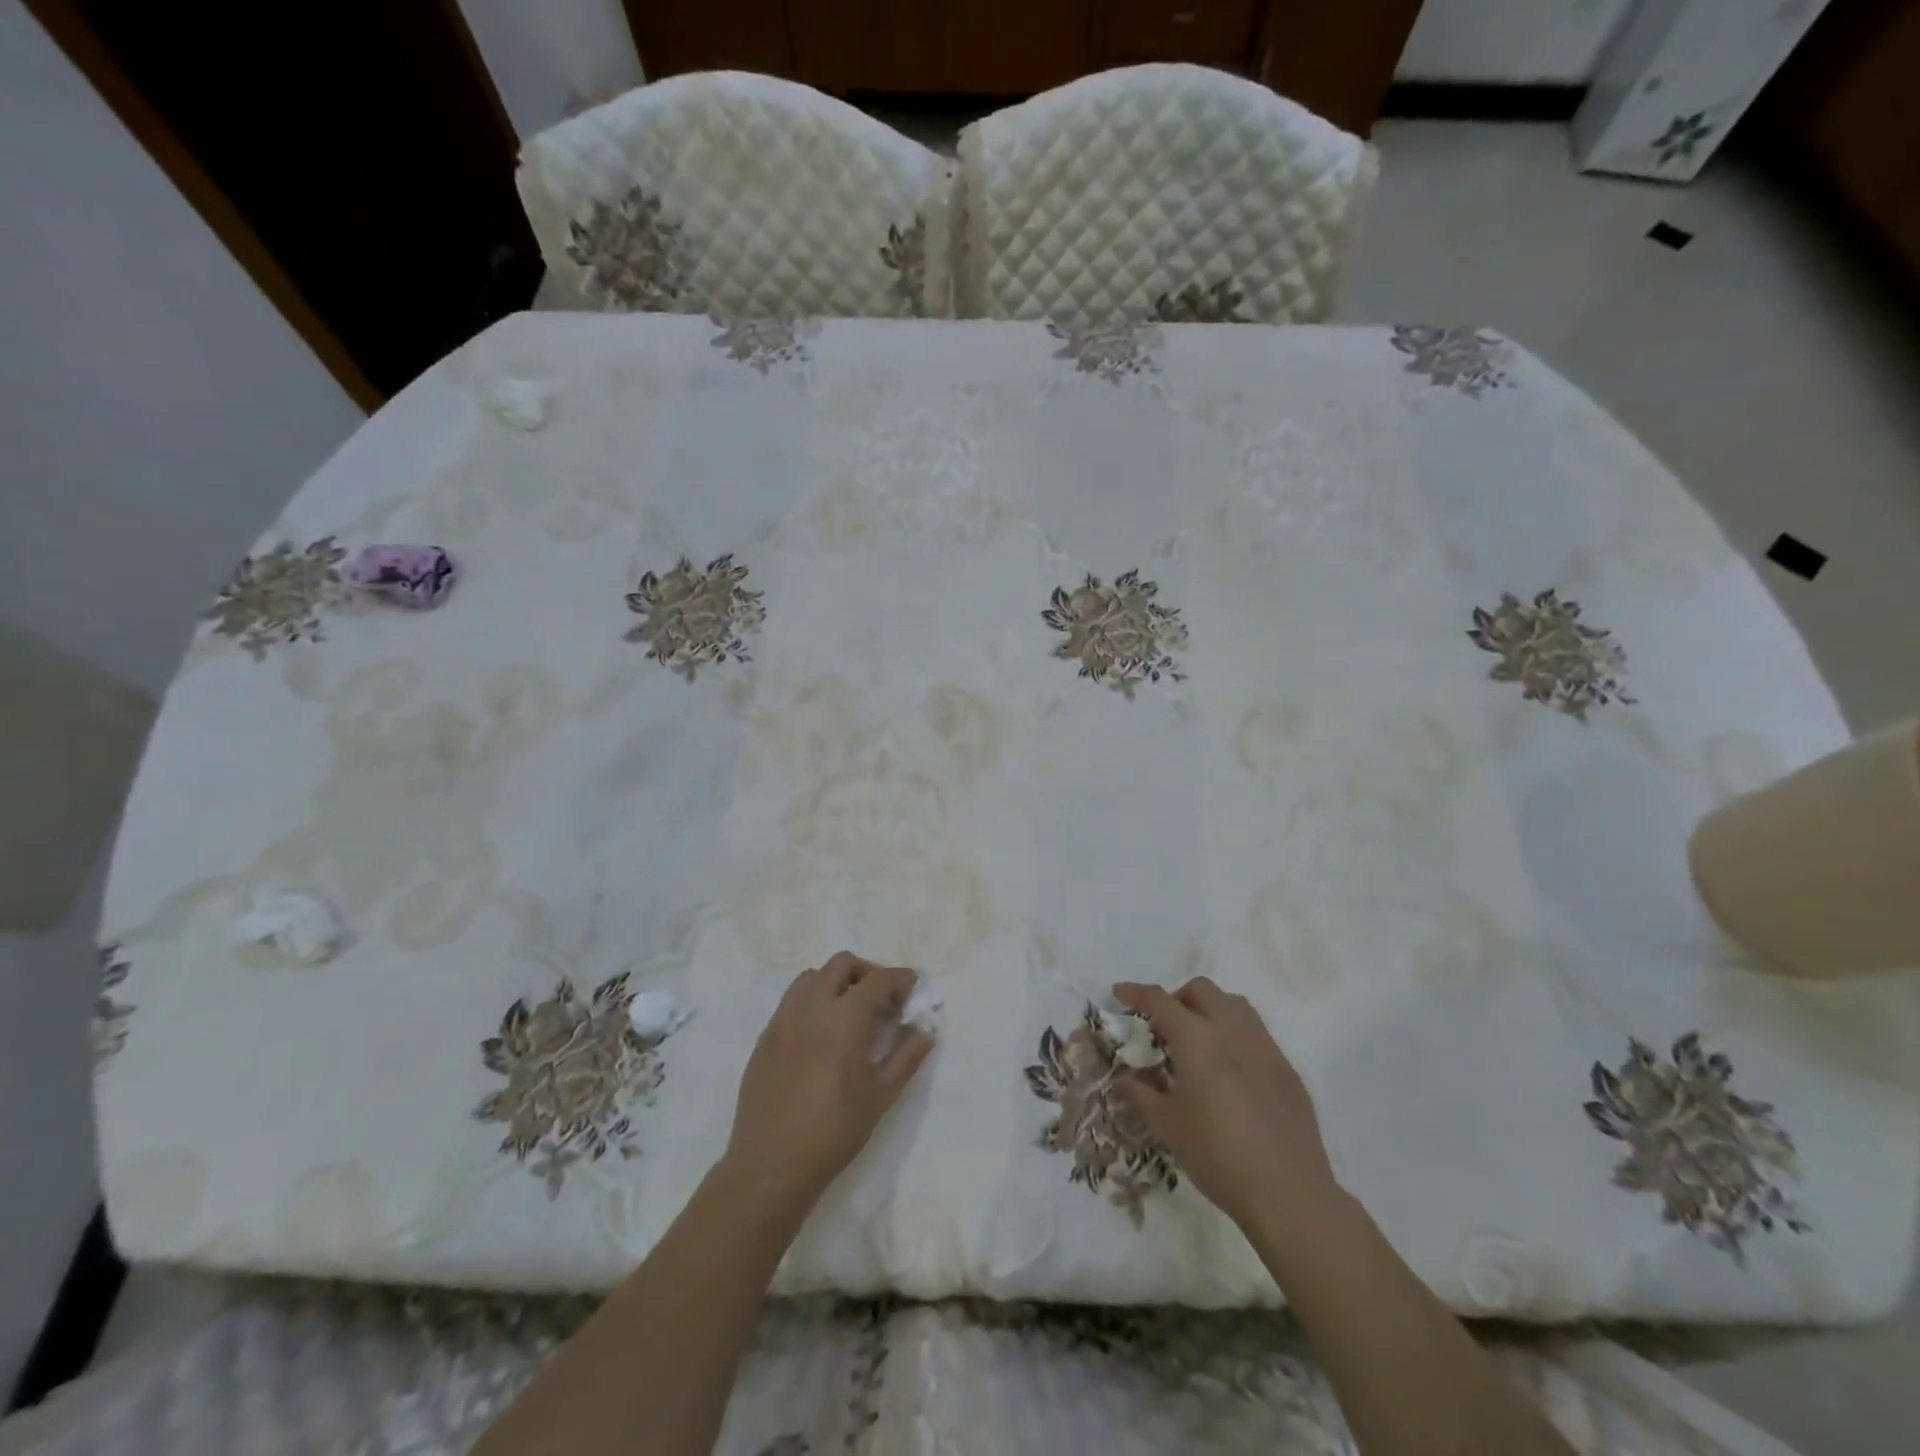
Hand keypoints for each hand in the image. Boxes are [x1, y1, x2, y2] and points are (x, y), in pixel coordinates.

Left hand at [723, 953, 933, 1209]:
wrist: (771, 1165)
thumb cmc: (834, 1130)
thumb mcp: (881, 1095)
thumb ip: (906, 1056)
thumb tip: (925, 1032)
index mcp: (843, 1017)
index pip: (877, 980)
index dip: (899, 978)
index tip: (912, 986)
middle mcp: (810, 1007)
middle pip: (841, 965)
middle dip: (867, 972)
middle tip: (882, 998)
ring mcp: (782, 1020)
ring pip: (811, 977)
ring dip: (835, 982)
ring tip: (850, 1011)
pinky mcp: (764, 1038)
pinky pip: (791, 1002)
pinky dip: (812, 1002)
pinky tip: (821, 1034)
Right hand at [1112, 977, 1336, 1228]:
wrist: (1288, 1194)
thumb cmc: (1218, 1156)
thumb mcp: (1169, 1127)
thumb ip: (1141, 1096)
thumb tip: (1121, 1081)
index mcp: (1198, 1040)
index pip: (1161, 1001)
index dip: (1137, 993)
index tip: (1120, 992)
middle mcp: (1232, 1032)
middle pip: (1202, 990)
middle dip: (1178, 997)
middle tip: (1164, 1026)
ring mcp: (1265, 1048)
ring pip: (1235, 1005)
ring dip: (1211, 1009)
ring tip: (1198, 1041)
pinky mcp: (1288, 1070)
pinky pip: (1257, 1034)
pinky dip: (1235, 1035)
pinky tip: (1230, 1071)